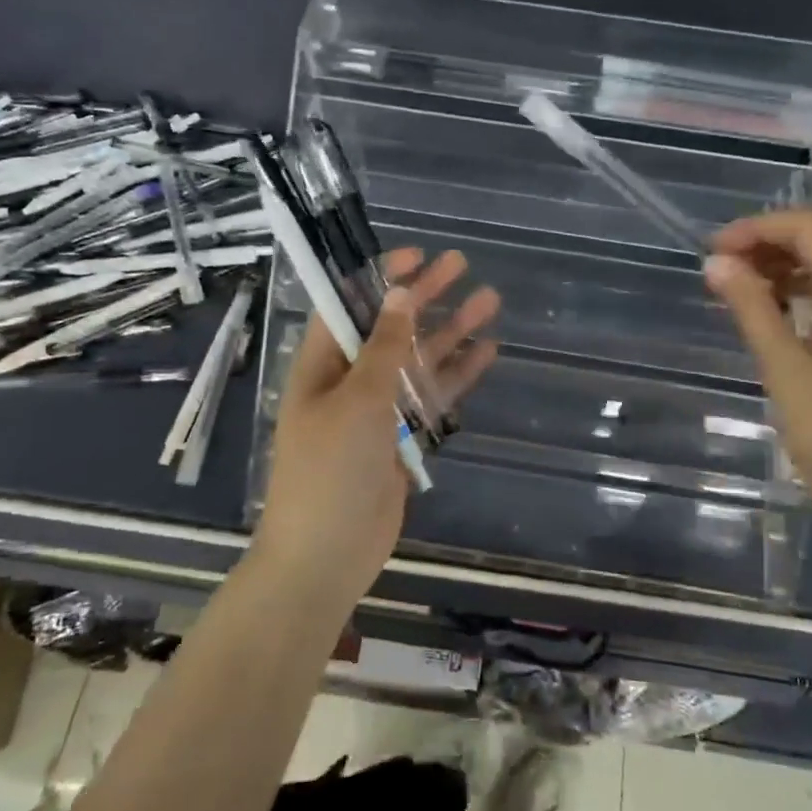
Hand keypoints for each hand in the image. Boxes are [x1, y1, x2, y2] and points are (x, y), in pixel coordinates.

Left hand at [251, 249, 499, 612]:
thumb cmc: (330, 470)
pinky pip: (431, 397)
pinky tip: (486, 352)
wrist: (326, 556)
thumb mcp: (358, 401)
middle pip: (392, 327)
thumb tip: (399, 294)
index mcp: (322, 365)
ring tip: (489, 302)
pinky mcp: (401, 438)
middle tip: (462, 266)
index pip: (350, 305)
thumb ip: (384, 347)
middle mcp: (349, 380)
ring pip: (418, 360)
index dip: (381, 277)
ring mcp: (377, 410)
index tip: (416, 254)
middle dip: (424, 296)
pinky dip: (456, 375)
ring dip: (450, 331)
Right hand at [703, 210, 811, 590]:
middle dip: (777, 242)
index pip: (809, 228)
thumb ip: (751, 306)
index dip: (756, 228)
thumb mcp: (783, 370)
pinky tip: (798, 309)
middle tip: (729, 268)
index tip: (716, 249)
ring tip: (755, 289)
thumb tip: (716, 264)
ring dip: (802, 263)